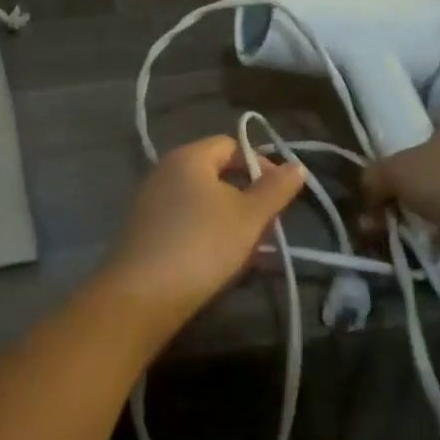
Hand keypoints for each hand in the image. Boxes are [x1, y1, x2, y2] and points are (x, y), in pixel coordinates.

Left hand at [96, 137, 307, 331]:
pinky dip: (209, 233)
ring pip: (203, 201)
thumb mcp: (249, 217)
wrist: (142, 295)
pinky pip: (186, 221)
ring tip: (253, 250)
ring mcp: (152, 201)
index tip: (281, 194)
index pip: (231, 145)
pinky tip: (225, 261)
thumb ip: (275, 189)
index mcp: (188, 157)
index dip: (260, 164)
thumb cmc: (202, 244)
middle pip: (216, 173)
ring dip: (232, 220)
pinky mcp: (147, 230)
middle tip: (269, 226)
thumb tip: (297, 166)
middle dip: (248, 197)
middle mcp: (166, 171)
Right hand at [359, 112, 439, 264]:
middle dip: (412, 189)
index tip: (387, 180)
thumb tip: (368, 194)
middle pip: (438, 164)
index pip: (427, 128)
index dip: (402, 152)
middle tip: (390, 211)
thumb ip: (372, 177)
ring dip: (430, 212)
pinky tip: (435, 244)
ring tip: (408, 234)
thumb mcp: (392, 171)